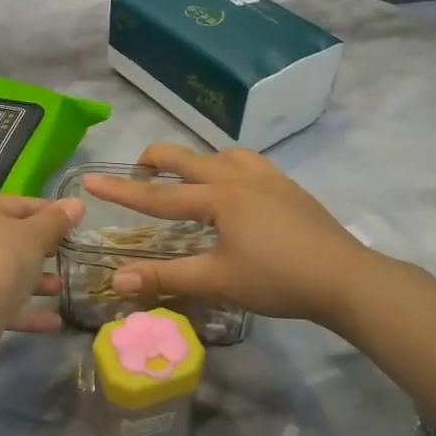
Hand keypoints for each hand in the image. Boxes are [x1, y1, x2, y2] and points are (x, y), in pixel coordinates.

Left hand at [0, 194, 86, 337]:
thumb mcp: (34, 236)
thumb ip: (56, 220)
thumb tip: (77, 203)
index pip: (17, 204)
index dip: (49, 213)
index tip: (75, 224)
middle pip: (7, 238)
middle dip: (40, 249)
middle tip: (66, 255)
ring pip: (2, 270)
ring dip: (34, 280)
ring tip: (61, 288)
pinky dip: (23, 307)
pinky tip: (53, 321)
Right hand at [81, 145, 377, 325]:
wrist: (347, 278)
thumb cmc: (278, 279)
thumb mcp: (218, 280)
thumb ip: (165, 276)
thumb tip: (116, 279)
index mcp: (218, 197)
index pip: (157, 196)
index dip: (120, 190)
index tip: (89, 181)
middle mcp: (237, 176)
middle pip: (185, 158)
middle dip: (154, 161)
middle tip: (136, 175)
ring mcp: (266, 177)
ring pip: (218, 154)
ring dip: (193, 163)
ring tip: (186, 184)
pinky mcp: (287, 185)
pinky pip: (245, 163)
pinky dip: (224, 167)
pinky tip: (233, 189)